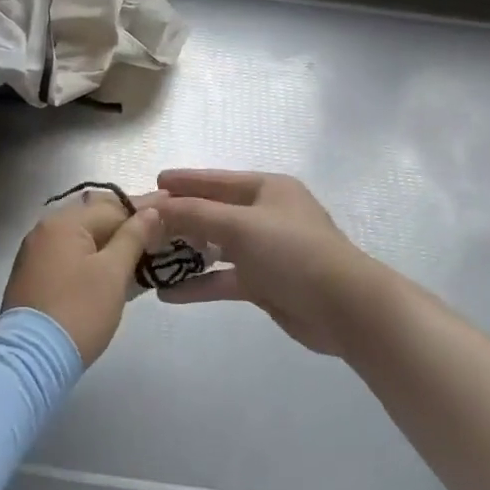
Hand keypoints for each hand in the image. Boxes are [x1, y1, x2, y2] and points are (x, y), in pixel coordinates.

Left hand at [2, 189, 165, 364]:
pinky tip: (112, 266)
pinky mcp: (33, 275)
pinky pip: (69, 254)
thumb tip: (150, 211)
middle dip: (126, 223)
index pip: (112, 207)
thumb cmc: (79, 311)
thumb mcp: (112, 273)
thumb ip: (133, 237)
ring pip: (81, 237)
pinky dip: (92, 256)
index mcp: (63, 222)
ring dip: (110, 240)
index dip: (143, 210)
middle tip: (158, 227)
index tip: (170, 205)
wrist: (31, 359)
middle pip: (94, 218)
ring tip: (141, 247)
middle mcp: (45, 229)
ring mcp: (35, 252)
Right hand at [154, 170, 385, 356]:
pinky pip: (224, 279)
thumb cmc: (292, 251)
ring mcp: (266, 251)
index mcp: (266, 189)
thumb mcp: (240, 225)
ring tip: (148, 257)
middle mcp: (265, 215)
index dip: (184, 182)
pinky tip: (168, 294)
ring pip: (216, 247)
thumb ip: (195, 214)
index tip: (153, 182)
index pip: (215, 180)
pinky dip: (199, 284)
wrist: (345, 308)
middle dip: (179, 219)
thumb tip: (156, 206)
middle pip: (213, 212)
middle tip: (143, 224)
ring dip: (185, 253)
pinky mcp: (265, 283)